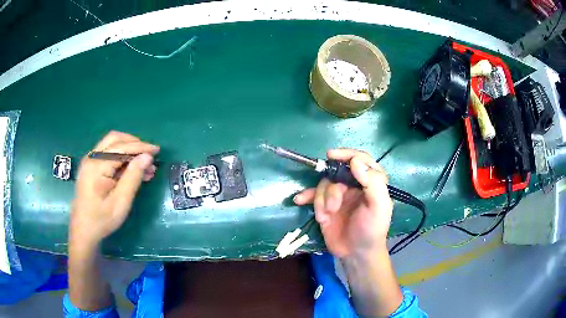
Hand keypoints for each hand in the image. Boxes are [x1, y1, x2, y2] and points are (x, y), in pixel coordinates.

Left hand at [70, 131, 159, 246]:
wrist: (84, 231)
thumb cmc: (102, 219)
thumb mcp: (120, 202)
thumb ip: (133, 177)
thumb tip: (147, 157)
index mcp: (97, 165)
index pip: (121, 147)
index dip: (141, 147)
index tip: (157, 150)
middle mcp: (92, 157)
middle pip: (115, 139)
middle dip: (134, 144)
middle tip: (149, 155)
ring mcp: (90, 161)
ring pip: (112, 144)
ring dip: (128, 150)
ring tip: (144, 166)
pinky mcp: (91, 167)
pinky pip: (108, 154)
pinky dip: (121, 157)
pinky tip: (131, 170)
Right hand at [294, 149, 392, 257]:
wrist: (355, 253)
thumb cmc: (371, 230)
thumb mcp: (379, 207)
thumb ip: (373, 183)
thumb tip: (355, 161)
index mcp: (370, 182)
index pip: (360, 160)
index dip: (347, 155)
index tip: (332, 156)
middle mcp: (354, 185)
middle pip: (337, 173)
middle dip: (332, 189)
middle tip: (333, 206)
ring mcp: (338, 195)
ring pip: (324, 184)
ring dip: (322, 200)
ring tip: (326, 217)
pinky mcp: (325, 205)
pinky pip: (313, 195)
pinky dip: (306, 196)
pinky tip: (299, 200)